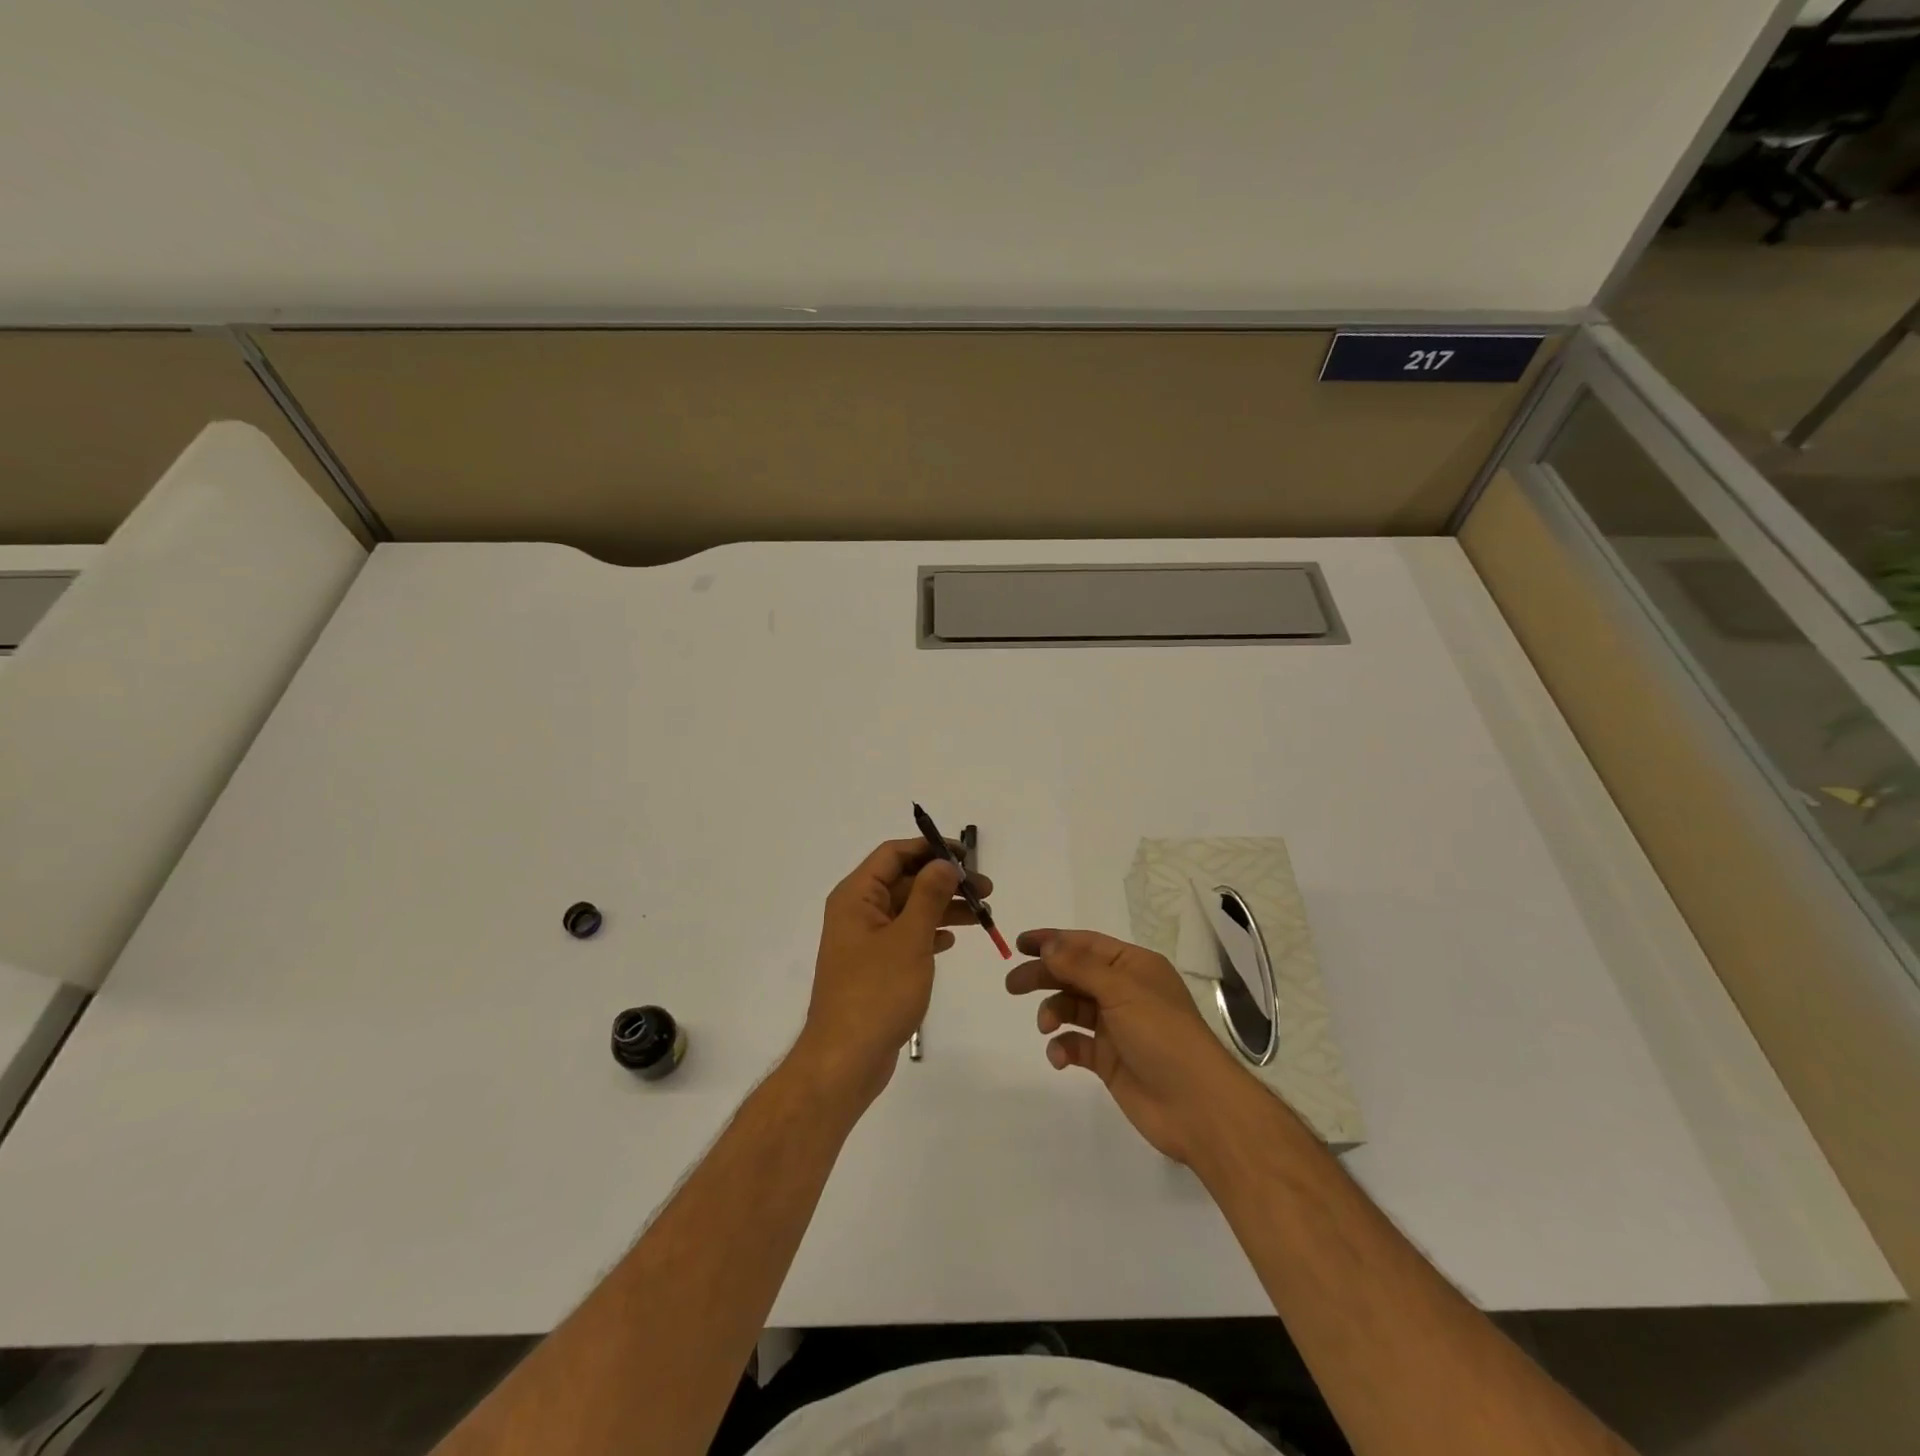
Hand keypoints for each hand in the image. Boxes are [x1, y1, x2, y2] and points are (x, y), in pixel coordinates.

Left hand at [793, 838, 990, 1110]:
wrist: (845, 1060)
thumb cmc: (877, 992)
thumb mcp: (909, 938)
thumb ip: (929, 895)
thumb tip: (944, 863)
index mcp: (856, 896)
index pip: (893, 854)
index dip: (929, 849)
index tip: (966, 857)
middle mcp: (857, 912)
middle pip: (904, 881)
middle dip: (944, 881)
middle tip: (986, 891)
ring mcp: (865, 942)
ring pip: (909, 910)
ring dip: (943, 907)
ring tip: (982, 915)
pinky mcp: (875, 968)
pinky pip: (906, 936)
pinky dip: (930, 932)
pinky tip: (953, 939)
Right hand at [1006, 928, 1247, 1164]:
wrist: (1197, 1106)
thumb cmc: (1162, 1035)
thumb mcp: (1121, 990)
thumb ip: (1080, 966)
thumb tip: (1049, 944)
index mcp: (1134, 967)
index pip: (1086, 944)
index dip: (1053, 941)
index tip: (1020, 943)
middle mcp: (1125, 992)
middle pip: (1074, 975)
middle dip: (1044, 976)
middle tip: (1012, 985)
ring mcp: (1117, 1027)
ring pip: (1072, 1009)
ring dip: (1054, 1013)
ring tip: (1047, 1026)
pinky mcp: (1109, 1061)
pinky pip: (1076, 1045)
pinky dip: (1063, 1047)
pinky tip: (1060, 1056)